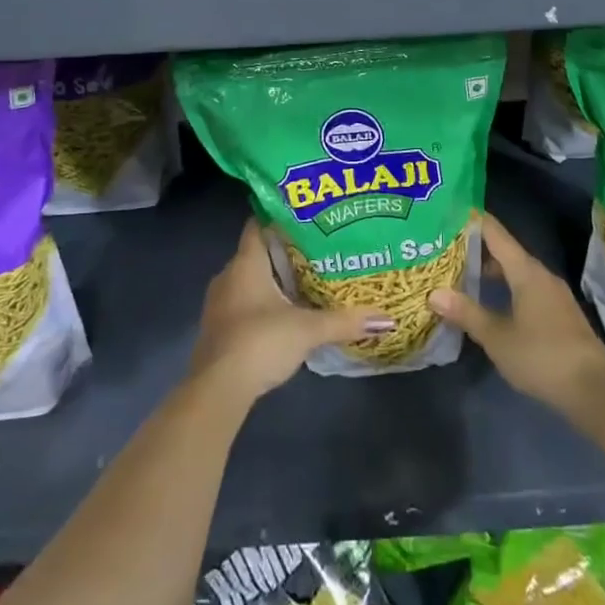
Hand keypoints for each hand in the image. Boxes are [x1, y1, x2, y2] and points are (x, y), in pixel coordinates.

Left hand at [190, 220, 394, 404]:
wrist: (217, 389)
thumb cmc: (261, 341)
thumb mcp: (308, 329)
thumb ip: (345, 321)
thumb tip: (387, 318)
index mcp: (246, 263)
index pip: (258, 224)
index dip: (278, 216)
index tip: (304, 215)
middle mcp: (228, 275)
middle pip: (257, 253)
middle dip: (284, 252)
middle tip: (316, 249)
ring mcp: (219, 303)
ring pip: (249, 280)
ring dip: (272, 280)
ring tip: (305, 280)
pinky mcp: (217, 329)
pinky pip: (242, 303)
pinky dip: (262, 303)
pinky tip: (284, 314)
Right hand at [428, 213, 604, 416]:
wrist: (595, 389)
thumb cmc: (542, 356)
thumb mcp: (497, 337)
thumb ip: (467, 313)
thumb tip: (434, 292)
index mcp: (526, 271)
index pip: (495, 233)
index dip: (472, 221)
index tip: (449, 212)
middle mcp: (541, 275)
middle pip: (505, 252)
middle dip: (476, 250)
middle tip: (445, 250)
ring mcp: (553, 294)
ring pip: (516, 273)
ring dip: (491, 272)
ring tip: (462, 278)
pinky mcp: (559, 314)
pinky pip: (526, 289)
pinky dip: (505, 289)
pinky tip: (491, 306)